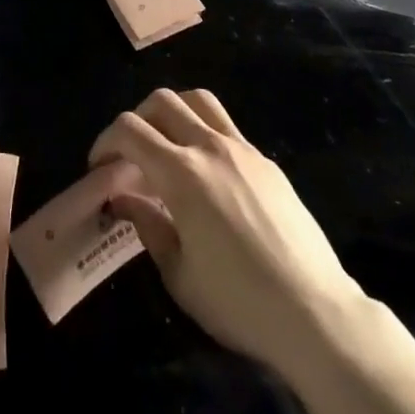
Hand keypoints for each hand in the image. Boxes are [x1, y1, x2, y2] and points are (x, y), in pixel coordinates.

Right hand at [90, 89, 367, 384]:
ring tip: (166, 145)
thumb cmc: (239, 303)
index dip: (105, 141)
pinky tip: (207, 174)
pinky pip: (226, 127)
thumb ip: (148, 225)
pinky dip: (203, 133)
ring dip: (172, 112)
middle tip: (130, 155)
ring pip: (198, 100)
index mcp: (182, 174)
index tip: (99, 167)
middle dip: (136, 120)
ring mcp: (243, 149)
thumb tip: (124, 198)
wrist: (315, 313)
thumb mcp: (179, 275)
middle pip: (162, 101)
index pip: (130, 130)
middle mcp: (210, 147)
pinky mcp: (266, 161)